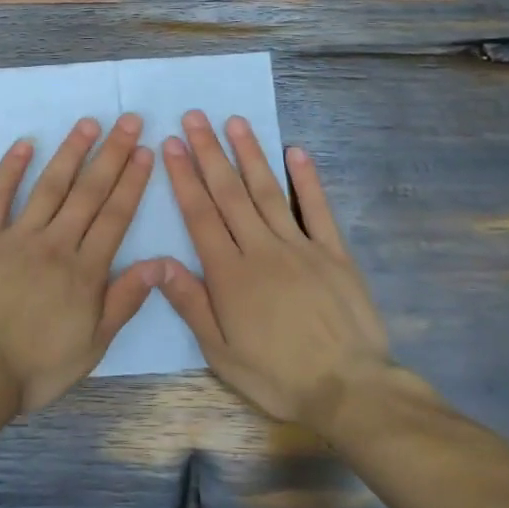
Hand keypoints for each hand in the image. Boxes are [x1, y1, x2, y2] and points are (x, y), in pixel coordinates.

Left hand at [0, 116, 160, 414]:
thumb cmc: (35, 366)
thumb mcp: (92, 345)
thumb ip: (124, 301)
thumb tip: (159, 263)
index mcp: (85, 271)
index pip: (115, 216)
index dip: (132, 181)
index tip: (145, 151)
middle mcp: (55, 244)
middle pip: (88, 193)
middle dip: (111, 155)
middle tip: (128, 121)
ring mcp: (16, 237)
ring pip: (49, 187)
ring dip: (70, 153)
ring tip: (88, 124)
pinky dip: (10, 169)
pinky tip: (24, 144)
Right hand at [160, 112, 389, 429]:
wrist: (349, 390)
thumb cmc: (277, 375)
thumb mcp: (220, 352)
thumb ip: (190, 302)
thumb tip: (158, 261)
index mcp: (230, 273)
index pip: (200, 215)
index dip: (183, 177)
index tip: (171, 144)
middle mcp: (261, 249)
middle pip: (230, 193)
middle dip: (209, 152)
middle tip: (195, 117)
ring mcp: (301, 247)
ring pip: (269, 191)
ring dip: (250, 155)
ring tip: (234, 122)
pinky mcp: (334, 253)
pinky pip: (317, 209)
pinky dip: (307, 179)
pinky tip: (296, 151)